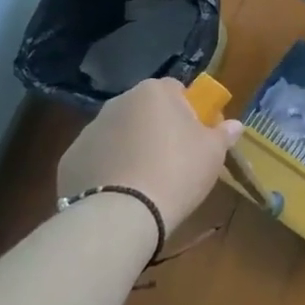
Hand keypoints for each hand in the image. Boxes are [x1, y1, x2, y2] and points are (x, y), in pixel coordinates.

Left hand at [56, 78, 242, 238]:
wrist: (122, 215)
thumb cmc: (177, 172)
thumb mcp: (213, 154)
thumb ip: (224, 133)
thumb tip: (235, 124)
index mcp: (154, 92)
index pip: (177, 90)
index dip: (189, 111)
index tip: (196, 136)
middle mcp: (118, 102)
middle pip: (144, 110)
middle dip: (157, 128)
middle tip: (173, 160)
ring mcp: (90, 130)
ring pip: (119, 134)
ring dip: (130, 148)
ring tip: (144, 182)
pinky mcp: (70, 159)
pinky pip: (97, 158)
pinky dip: (107, 170)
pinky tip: (119, 194)